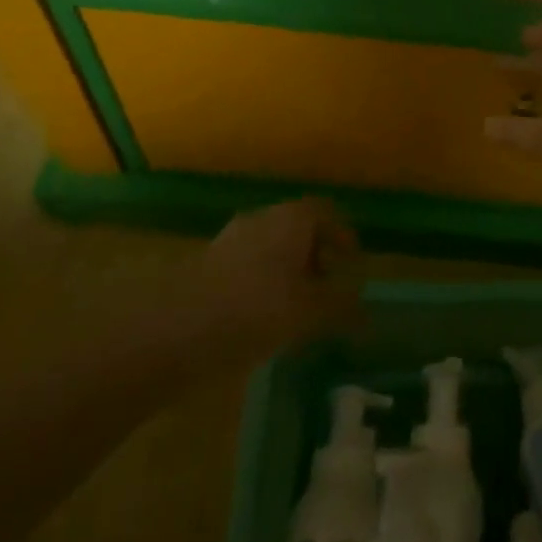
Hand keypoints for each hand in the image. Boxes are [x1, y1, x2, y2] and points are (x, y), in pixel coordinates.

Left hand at [187, 197, 362, 362]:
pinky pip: (247, 267)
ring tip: (296, 309)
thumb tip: (365, 312)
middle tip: (327, 288)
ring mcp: (230, 239)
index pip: (326, 212)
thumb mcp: (310, 313)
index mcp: (292, 218)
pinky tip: (262, 319)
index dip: (343, 235)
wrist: (176, 328)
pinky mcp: (206, 265)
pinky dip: (261, 285)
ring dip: (287, 272)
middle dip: (315, 255)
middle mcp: (262, 218)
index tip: (352, 264)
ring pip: (270, 248)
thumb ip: (340, 309)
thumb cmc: (257, 308)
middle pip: (298, 228)